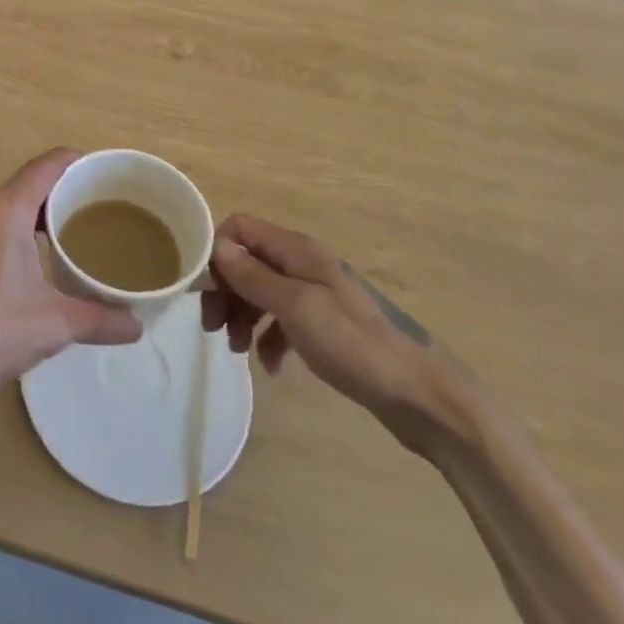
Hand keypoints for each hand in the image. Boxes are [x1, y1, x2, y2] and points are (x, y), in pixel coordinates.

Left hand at [0, 150, 142, 408]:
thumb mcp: (51, 326)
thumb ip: (99, 319)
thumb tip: (137, 326)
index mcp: (5, 210)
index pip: (48, 166)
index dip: (78, 163)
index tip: (103, 174)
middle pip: (28, 184)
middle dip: (62, 195)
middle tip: (96, 214)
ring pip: (5, 204)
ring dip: (35, 215)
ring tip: (66, 239)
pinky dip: (11, 228)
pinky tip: (25, 261)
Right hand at [201, 215, 475, 456]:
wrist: (420, 395)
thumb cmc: (354, 344)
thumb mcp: (295, 307)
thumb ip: (254, 276)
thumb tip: (217, 246)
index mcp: (297, 250)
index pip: (240, 228)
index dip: (217, 252)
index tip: (204, 290)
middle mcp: (304, 263)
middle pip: (247, 261)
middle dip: (225, 290)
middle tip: (212, 328)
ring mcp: (315, 293)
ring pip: (261, 291)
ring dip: (242, 315)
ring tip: (236, 349)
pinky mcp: (324, 324)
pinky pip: (282, 320)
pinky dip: (268, 338)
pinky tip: (271, 366)